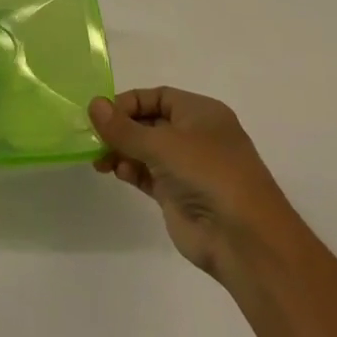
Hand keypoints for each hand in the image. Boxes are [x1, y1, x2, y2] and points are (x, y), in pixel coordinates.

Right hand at [90, 86, 291, 280]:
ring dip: (121, 150)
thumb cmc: (208, 174)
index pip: (157, 97)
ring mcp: (187, 167)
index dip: (128, 102)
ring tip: (99, 159)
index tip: (101, 114)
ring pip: (145, 149)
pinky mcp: (178, 195)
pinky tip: (114, 171)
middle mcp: (195, 136)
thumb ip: (124, 127)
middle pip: (149, 122)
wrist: (243, 240)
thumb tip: (93, 105)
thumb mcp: (163, 144)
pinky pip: (147, 174)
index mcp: (201, 113)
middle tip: (93, 137)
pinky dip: (129, 170)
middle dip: (121, 128)